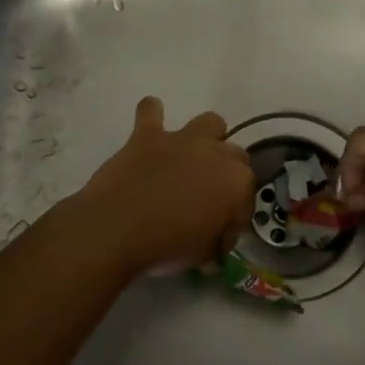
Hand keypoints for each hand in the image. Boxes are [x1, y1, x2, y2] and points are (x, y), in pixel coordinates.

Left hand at [70, 97, 254, 277]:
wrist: (117, 230)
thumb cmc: (167, 247)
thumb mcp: (204, 253)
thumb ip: (217, 238)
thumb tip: (215, 238)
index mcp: (236, 183)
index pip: (247, 192)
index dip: (236, 211)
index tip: (222, 228)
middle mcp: (215, 153)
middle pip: (234, 154)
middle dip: (225, 172)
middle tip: (206, 195)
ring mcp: (181, 139)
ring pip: (209, 123)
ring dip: (205, 138)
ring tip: (190, 158)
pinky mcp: (147, 135)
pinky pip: (151, 112)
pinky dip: (152, 115)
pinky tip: (150, 124)